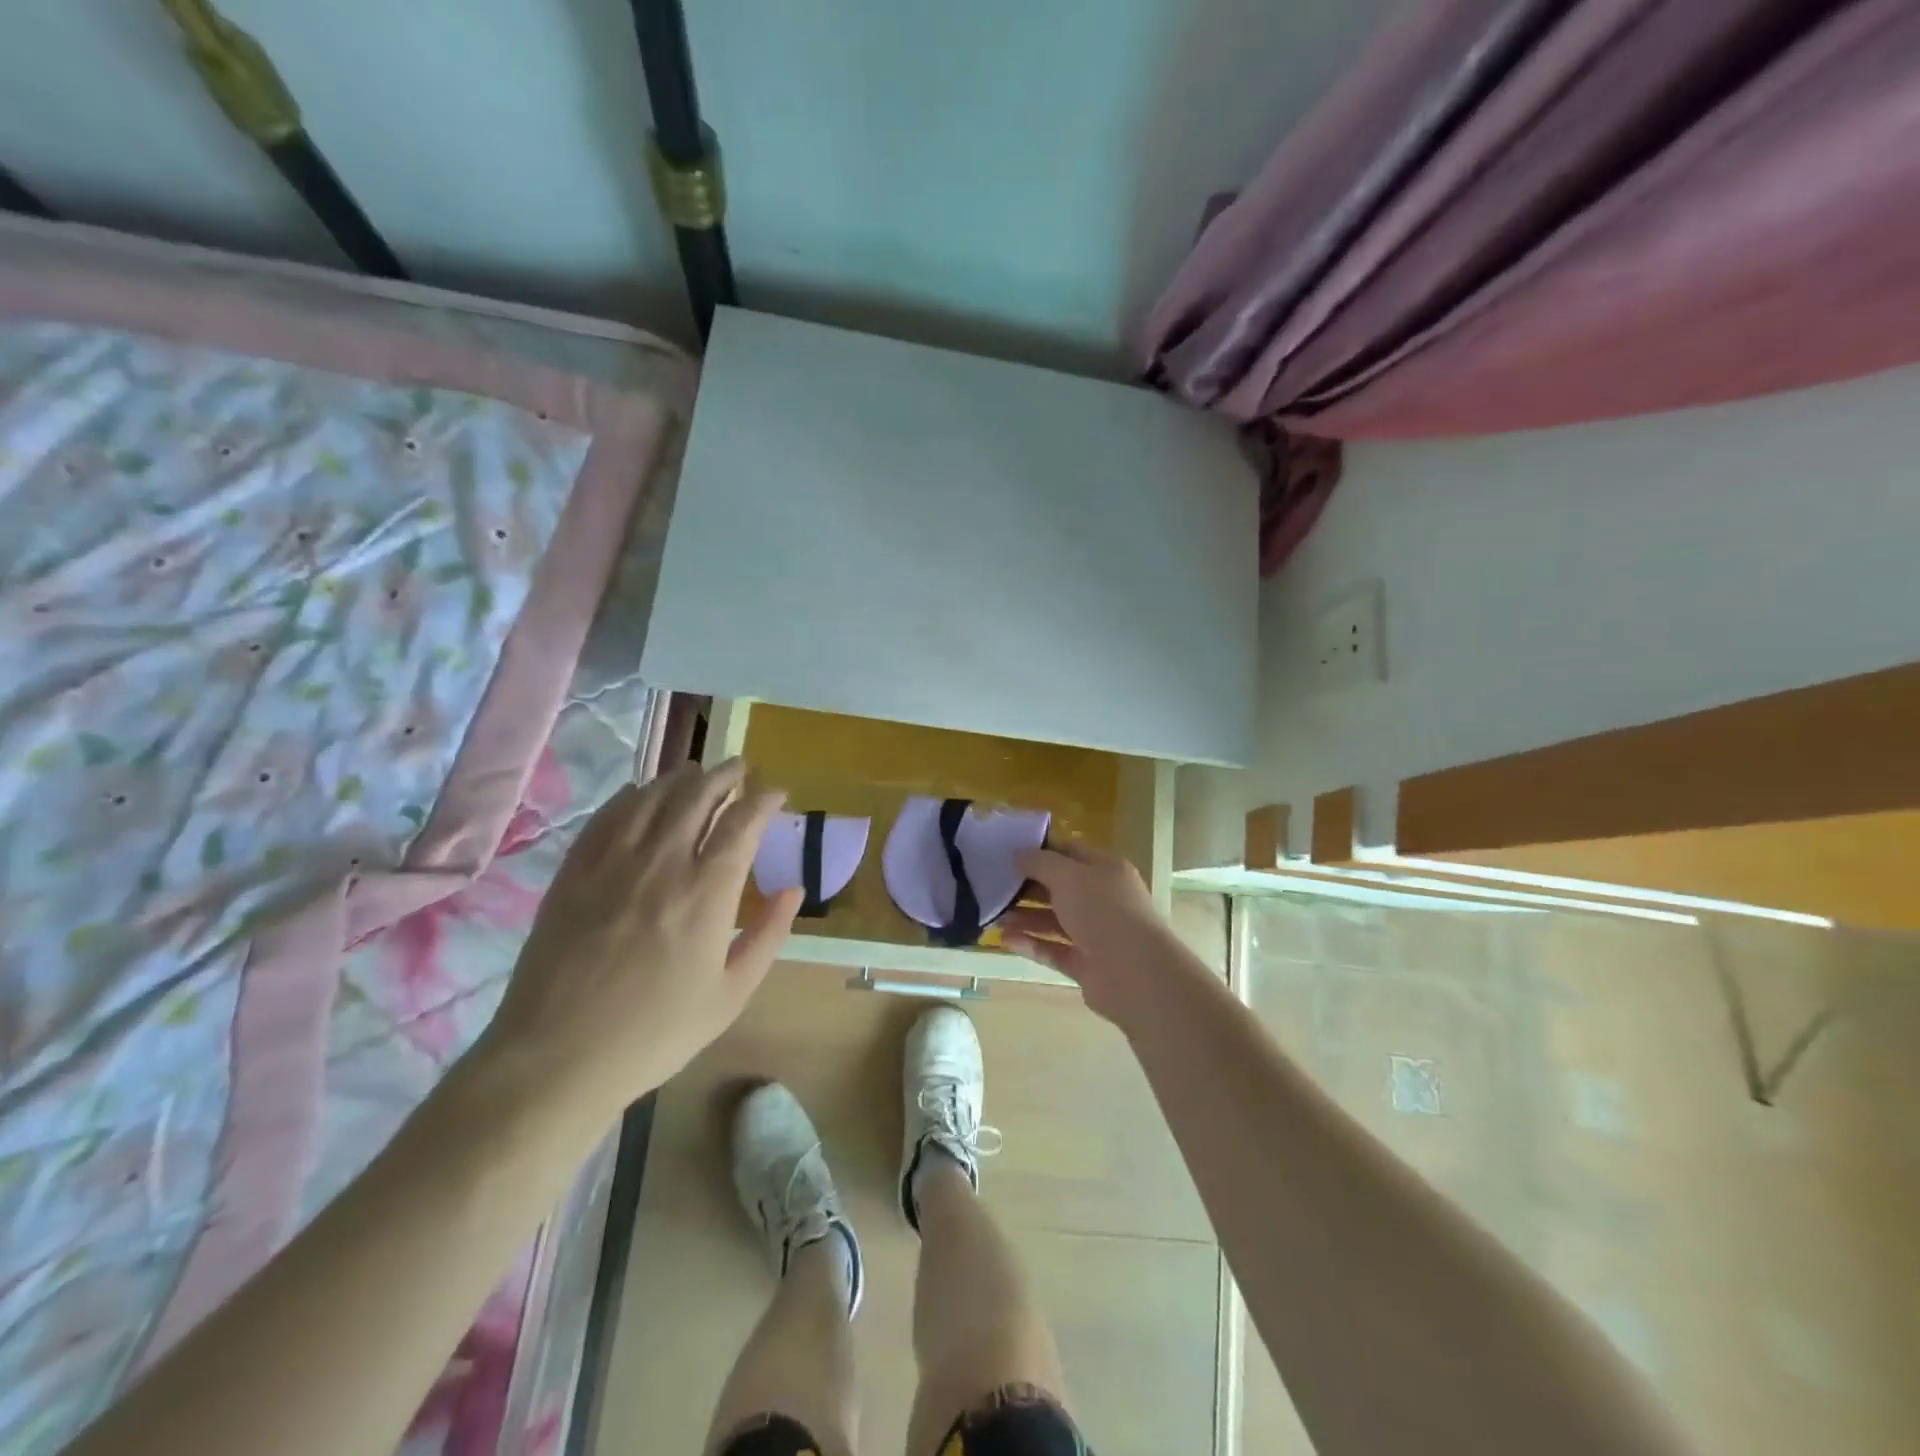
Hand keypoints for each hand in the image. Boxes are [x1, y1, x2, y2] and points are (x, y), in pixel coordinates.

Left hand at [472, 758, 801, 1125]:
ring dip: (681, 777)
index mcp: (707, 892)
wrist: (557, 1057)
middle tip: (741, 768)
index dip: (764, 798)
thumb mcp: (731, 994)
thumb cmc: (655, 1032)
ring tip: (696, 773)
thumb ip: (768, 935)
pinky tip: (641, 794)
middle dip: (726, 773)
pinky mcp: (574, 871)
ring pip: (652, 796)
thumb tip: (795, 888)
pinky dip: (632, 795)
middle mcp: (662, 862)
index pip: (742, 821)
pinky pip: (607, 815)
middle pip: (697, 794)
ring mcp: (612, 862)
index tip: (777, 793)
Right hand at [999, 840, 1203, 1028]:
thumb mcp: (1068, 876)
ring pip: (1055, 921)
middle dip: (1028, 887)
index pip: (1070, 853)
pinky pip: (1053, 949)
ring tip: (993, 915)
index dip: (1041, 851)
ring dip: (1025, 917)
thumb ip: (1040, 863)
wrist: (1134, 973)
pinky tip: (1004, 939)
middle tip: (994, 885)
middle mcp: (1103, 900)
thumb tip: (1018, 853)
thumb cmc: (1102, 911)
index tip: (1008, 852)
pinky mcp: (1086, 965)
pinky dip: (1031, 944)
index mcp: (1106, 870)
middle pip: (1060, 888)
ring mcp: (1096, 934)